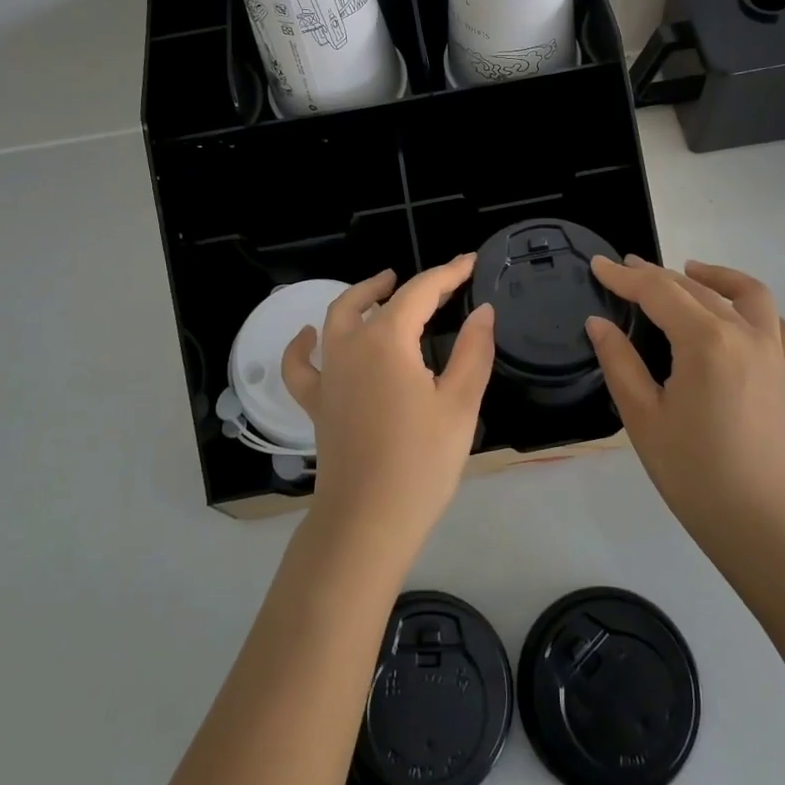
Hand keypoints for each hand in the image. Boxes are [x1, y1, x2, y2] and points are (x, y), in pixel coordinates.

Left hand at [282, 255, 495, 556]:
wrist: (366, 522)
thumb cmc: (420, 463)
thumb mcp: (460, 405)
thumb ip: (474, 351)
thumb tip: (484, 311)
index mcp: (387, 341)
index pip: (420, 292)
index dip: (448, 274)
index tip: (470, 262)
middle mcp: (350, 347)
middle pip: (375, 299)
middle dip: (405, 284)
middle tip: (435, 283)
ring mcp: (328, 375)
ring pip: (336, 319)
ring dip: (359, 297)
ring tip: (380, 289)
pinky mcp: (316, 404)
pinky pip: (301, 366)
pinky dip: (301, 345)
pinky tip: (307, 336)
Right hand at [585, 257, 784, 547]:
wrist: (764, 523)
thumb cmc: (694, 473)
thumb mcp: (643, 417)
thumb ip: (619, 362)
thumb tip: (598, 323)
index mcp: (705, 341)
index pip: (658, 292)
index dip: (624, 277)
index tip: (599, 264)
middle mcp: (744, 333)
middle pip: (695, 288)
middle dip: (656, 275)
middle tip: (626, 271)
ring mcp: (774, 351)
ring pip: (746, 293)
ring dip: (715, 276)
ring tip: (690, 271)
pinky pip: (777, 324)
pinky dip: (755, 309)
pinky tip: (737, 316)